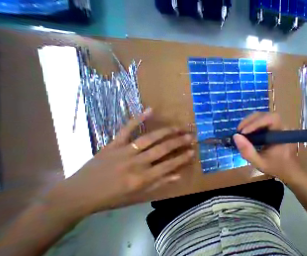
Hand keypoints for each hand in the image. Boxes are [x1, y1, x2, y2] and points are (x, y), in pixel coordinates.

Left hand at [45, 108, 193, 217]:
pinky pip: (126, 129)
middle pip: (162, 149)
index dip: (182, 158)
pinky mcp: (113, 144)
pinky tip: (150, 110)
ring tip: (178, 127)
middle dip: (178, 142)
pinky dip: (137, 119)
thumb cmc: (112, 196)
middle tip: (191, 136)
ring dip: (166, 131)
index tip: (193, 151)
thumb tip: (178, 175)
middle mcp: (135, 163)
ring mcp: (123, 151)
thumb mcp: (138, 194)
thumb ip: (160, 183)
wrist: (75, 195)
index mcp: (141, 178)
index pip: (168, 166)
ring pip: (149, 138)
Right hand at [233, 112, 301, 181]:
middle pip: (265, 115)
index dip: (256, 123)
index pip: (271, 119)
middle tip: (239, 130)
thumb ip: (247, 151)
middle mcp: (282, 126)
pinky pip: (261, 120)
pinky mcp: (273, 126)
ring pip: (262, 116)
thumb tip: (235, 136)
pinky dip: (251, 124)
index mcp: (282, 134)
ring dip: (249, 121)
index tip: (243, 132)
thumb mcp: (259, 162)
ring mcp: (278, 125)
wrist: (287, 169)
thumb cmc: (276, 167)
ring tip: (241, 131)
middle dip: (250, 121)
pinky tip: (246, 131)